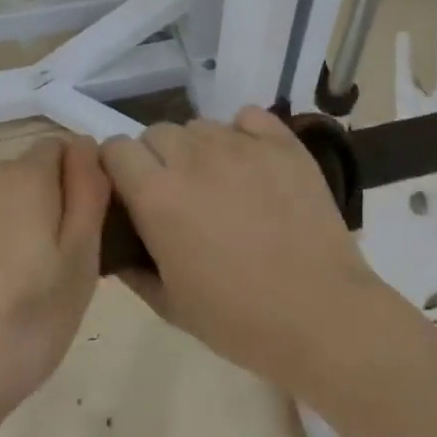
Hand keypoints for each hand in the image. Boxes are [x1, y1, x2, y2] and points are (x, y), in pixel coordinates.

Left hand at [0, 135, 108, 415]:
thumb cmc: (22, 330)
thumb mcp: (80, 266)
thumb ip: (87, 194)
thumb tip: (84, 144)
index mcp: (22, 179)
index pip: (53, 153)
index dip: (61, 187)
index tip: (57, 233)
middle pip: (3, 178)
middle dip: (14, 210)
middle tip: (16, 272)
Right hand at [100, 107, 386, 390]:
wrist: (320, 314)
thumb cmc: (238, 319)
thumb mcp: (169, 304)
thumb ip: (132, 266)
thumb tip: (118, 242)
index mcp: (158, 195)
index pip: (116, 149)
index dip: (118, 169)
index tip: (130, 193)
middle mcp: (194, 158)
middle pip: (157, 132)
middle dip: (157, 158)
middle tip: (178, 195)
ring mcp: (242, 145)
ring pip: (201, 125)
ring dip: (198, 148)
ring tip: (220, 183)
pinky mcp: (283, 143)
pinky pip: (248, 117)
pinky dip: (242, 133)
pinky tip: (252, 164)